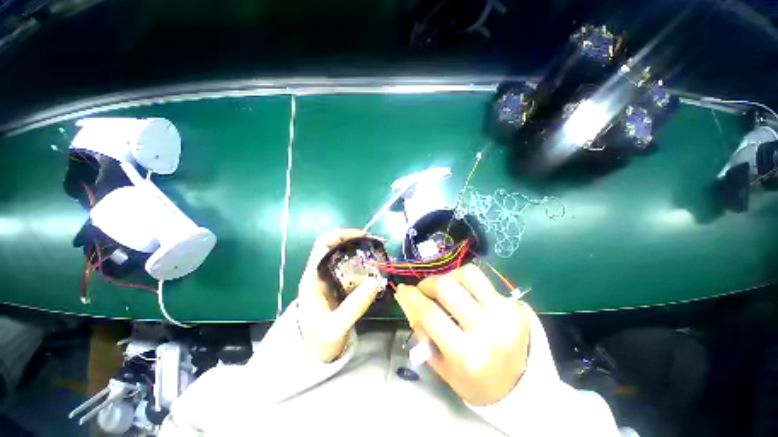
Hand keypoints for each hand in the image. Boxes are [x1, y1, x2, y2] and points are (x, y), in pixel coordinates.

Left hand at [297, 229, 381, 362]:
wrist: (312, 356)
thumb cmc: (318, 341)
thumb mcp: (336, 326)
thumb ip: (354, 306)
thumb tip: (375, 281)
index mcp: (313, 277)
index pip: (323, 245)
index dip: (341, 236)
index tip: (362, 237)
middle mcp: (321, 274)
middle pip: (337, 248)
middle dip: (357, 245)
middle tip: (376, 248)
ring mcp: (330, 280)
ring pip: (346, 260)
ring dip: (362, 257)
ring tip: (379, 261)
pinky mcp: (338, 287)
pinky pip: (352, 272)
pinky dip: (364, 270)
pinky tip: (375, 276)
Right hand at [394, 264, 531, 405]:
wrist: (522, 387)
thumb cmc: (475, 381)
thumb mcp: (442, 366)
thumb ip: (423, 333)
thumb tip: (410, 301)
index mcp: (466, 354)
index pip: (430, 313)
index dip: (412, 296)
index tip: (404, 289)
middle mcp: (487, 330)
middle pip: (446, 287)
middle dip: (429, 283)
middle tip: (425, 289)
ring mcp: (504, 314)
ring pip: (467, 274)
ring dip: (450, 276)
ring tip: (446, 287)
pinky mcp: (515, 305)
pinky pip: (483, 280)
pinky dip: (467, 282)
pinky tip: (465, 294)